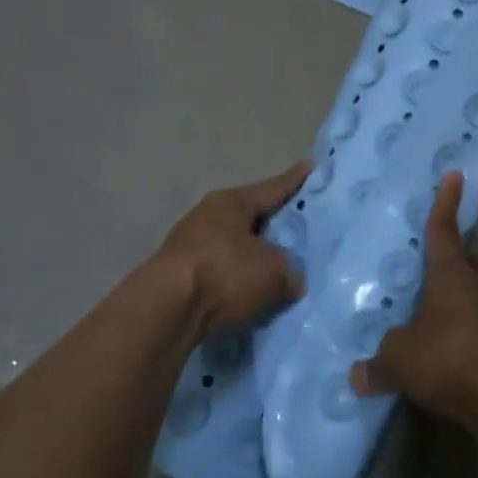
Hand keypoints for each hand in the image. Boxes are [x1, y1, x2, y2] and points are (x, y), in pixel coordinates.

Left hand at [154, 162, 308, 339]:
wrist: (166, 310)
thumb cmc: (224, 273)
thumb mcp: (273, 271)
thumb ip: (289, 270)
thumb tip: (291, 279)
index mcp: (233, 202)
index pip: (273, 187)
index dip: (295, 180)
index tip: (310, 167)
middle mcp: (209, 214)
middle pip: (251, 215)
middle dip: (275, 221)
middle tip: (301, 223)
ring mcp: (191, 243)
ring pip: (235, 243)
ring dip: (254, 253)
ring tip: (279, 263)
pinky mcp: (181, 273)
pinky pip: (222, 268)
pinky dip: (238, 276)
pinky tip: (252, 289)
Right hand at [349, 172, 477, 425]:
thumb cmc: (452, 357)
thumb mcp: (401, 359)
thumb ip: (379, 363)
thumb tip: (357, 375)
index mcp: (452, 274)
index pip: (445, 230)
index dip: (446, 204)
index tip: (455, 176)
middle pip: (477, 259)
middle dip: (464, 256)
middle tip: (447, 262)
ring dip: (471, 296)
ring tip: (445, 311)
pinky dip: (475, 332)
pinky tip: (457, 352)